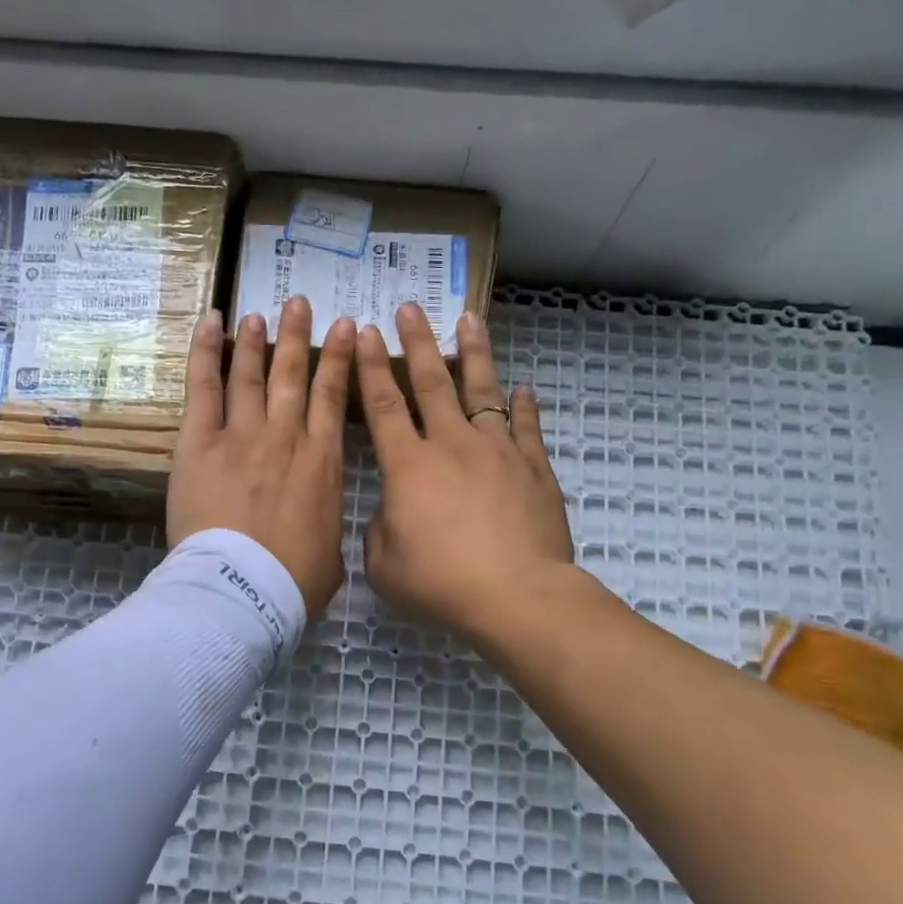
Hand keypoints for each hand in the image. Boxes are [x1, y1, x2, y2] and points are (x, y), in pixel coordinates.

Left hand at [169, 297, 355, 617]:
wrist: (244, 590)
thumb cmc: (293, 583)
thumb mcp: (331, 557)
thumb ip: (327, 529)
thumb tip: (322, 528)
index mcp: (323, 463)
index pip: (334, 398)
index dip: (339, 360)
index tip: (345, 329)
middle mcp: (287, 437)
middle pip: (294, 375)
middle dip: (299, 336)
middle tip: (300, 304)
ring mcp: (243, 434)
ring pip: (252, 374)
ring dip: (257, 340)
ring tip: (260, 314)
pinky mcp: (201, 441)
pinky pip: (204, 386)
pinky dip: (206, 351)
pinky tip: (211, 323)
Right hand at [358, 303, 574, 646]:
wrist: (517, 596)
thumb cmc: (442, 583)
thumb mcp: (384, 566)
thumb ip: (379, 530)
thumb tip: (393, 510)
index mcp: (409, 466)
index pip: (384, 406)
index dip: (373, 368)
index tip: (368, 332)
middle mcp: (452, 445)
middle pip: (432, 383)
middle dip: (418, 342)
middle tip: (411, 308)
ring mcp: (498, 452)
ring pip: (483, 391)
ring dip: (474, 354)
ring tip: (470, 320)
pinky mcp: (534, 468)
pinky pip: (526, 427)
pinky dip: (522, 406)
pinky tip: (522, 389)